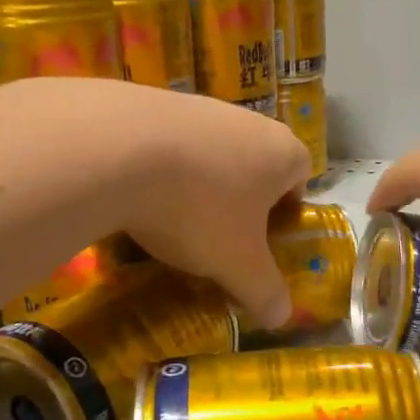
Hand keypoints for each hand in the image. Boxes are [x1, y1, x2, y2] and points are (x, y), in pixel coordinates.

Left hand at [96, 83, 309, 329]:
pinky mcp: (154, 101)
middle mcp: (248, 121)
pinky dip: (161, 169)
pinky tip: (137, 195)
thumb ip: (264, 291)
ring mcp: (200, 106)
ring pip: (211, 153)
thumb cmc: (200, 209)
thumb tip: (281, 318)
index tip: (262, 239)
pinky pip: (169, 143)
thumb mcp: (238, 265)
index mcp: (282, 152)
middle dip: (240, 199)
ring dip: (199, 184)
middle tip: (219, 236)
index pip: (300, 176)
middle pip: (254, 163)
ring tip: (171, 219)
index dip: (286, 209)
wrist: (118, 151)